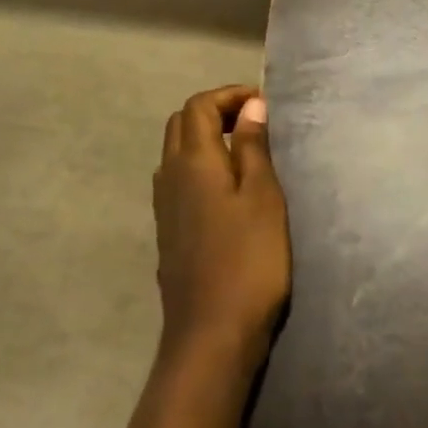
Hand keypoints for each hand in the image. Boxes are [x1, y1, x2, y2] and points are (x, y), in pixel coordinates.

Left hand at [152, 86, 289, 374]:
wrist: (211, 332)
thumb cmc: (249, 260)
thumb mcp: (263, 197)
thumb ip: (254, 147)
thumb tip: (252, 106)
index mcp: (193, 161)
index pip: (199, 106)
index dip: (229, 95)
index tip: (263, 103)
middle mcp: (169, 176)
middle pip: (181, 123)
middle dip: (215, 111)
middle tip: (255, 121)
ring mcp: (164, 206)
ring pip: (176, 152)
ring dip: (206, 137)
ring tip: (245, 150)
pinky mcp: (168, 230)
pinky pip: (178, 179)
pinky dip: (201, 165)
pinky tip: (227, 188)